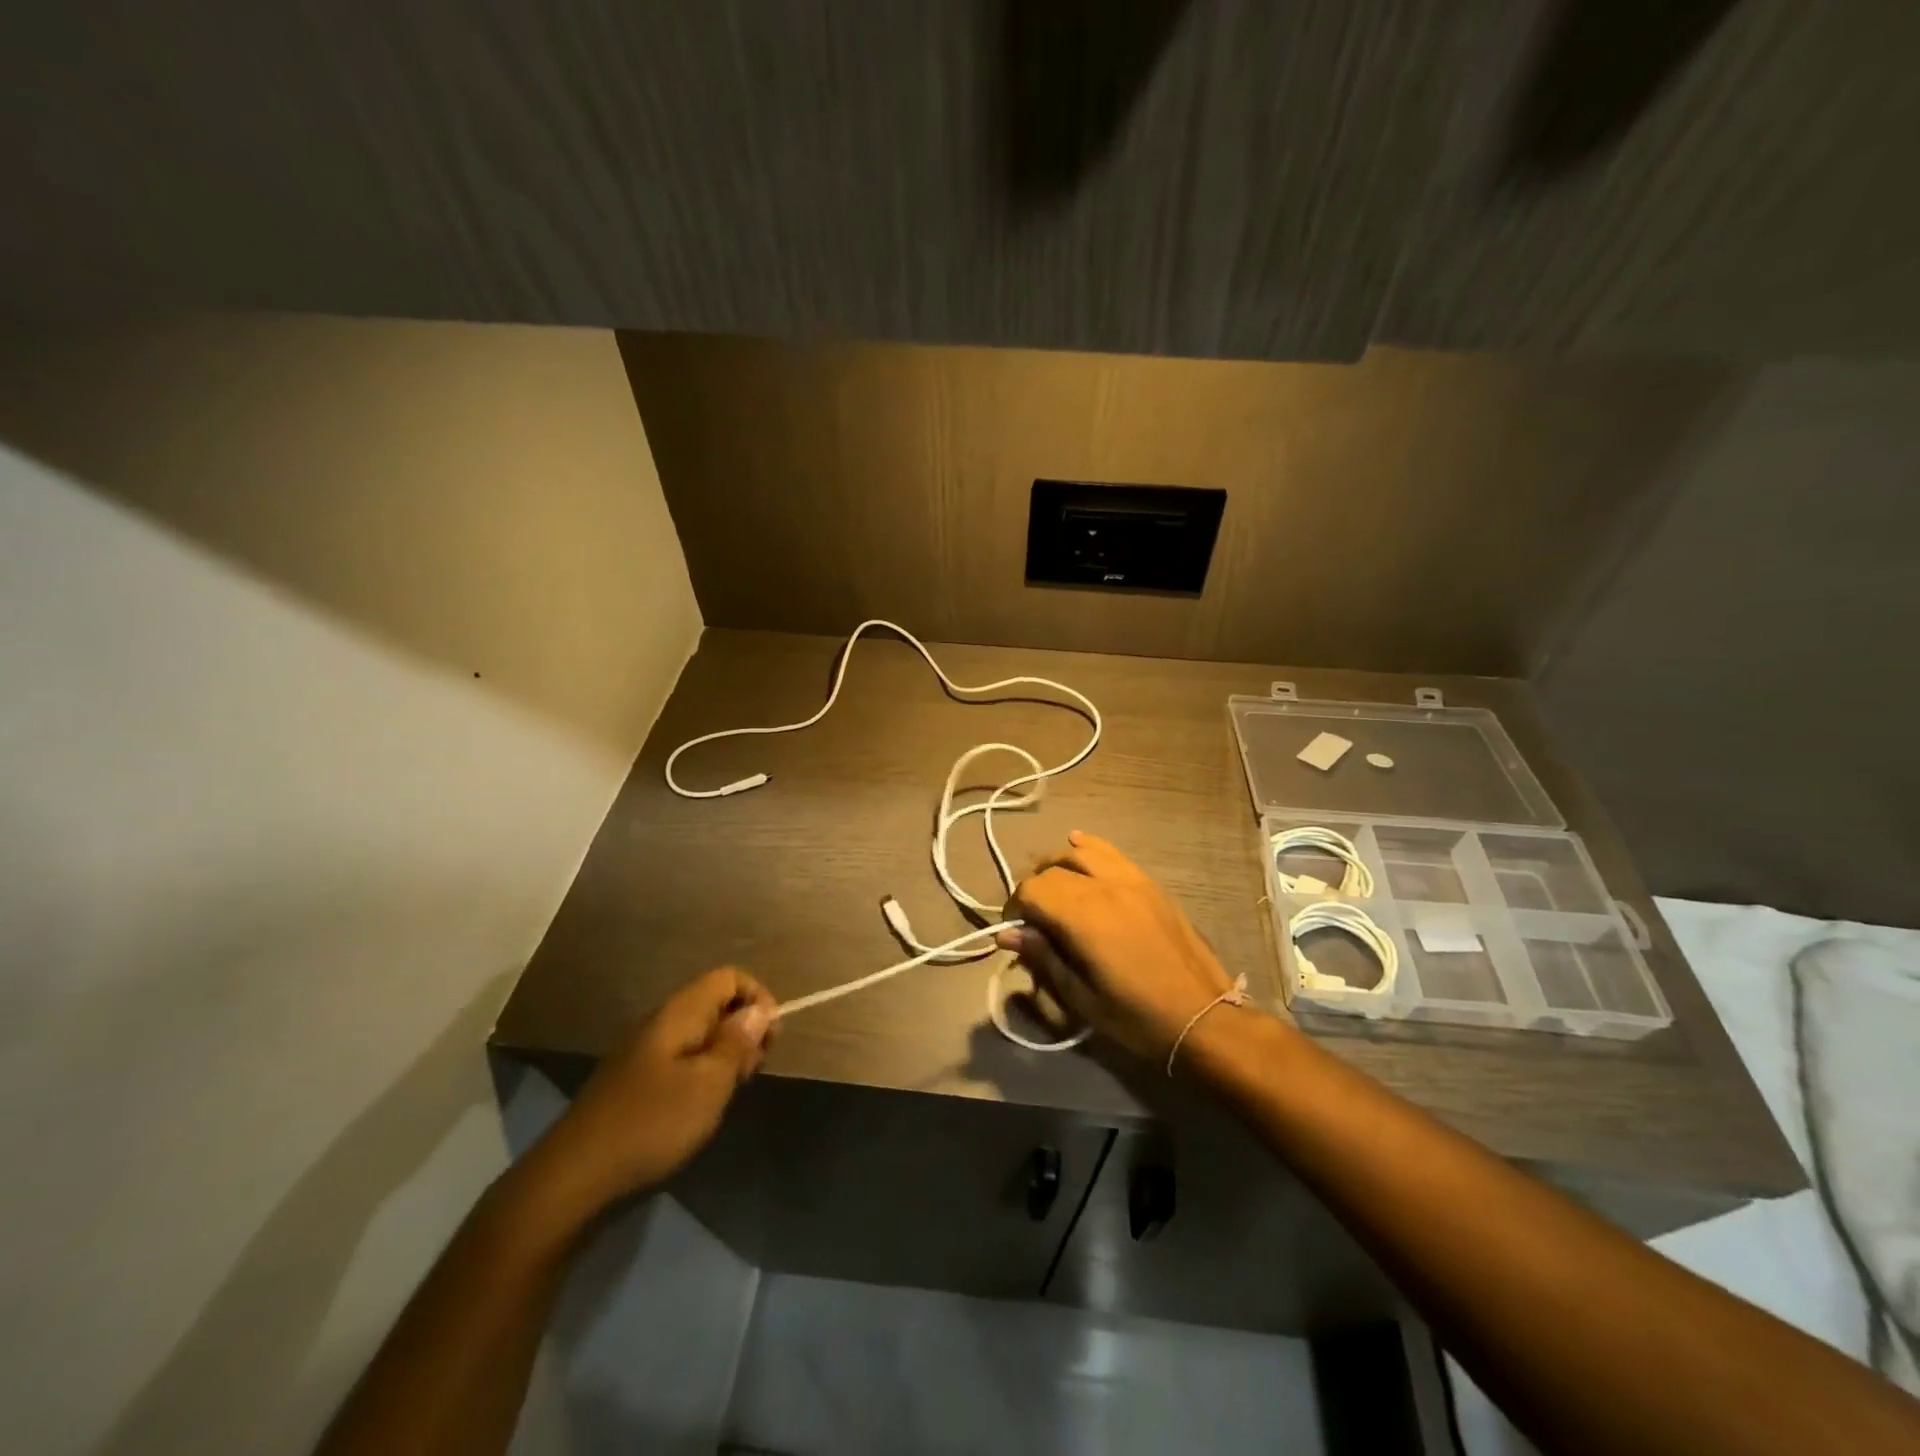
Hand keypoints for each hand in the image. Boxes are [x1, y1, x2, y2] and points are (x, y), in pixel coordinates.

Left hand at [530, 968, 775, 1217]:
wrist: (574, 1179)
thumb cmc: (652, 1123)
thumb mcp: (709, 1083)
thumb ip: (737, 1042)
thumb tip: (759, 1009)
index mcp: (679, 1012)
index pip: (729, 977)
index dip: (758, 998)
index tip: (769, 1039)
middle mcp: (661, 1022)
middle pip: (716, 1003)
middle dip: (744, 1029)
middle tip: (751, 1071)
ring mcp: (645, 1053)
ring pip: (701, 1034)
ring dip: (725, 1055)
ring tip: (729, 1092)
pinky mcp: (636, 1082)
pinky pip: (683, 1059)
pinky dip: (703, 1074)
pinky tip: (702, 1107)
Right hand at [999, 831, 1236, 1066]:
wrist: (1202, 1017)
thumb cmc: (1136, 1015)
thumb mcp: (1081, 996)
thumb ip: (1043, 957)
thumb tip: (1007, 934)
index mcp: (1084, 916)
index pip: (1032, 890)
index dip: (1015, 907)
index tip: (1016, 931)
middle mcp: (1104, 886)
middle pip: (1053, 868)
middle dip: (1035, 888)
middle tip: (1034, 918)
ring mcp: (1131, 880)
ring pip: (1081, 852)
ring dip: (1059, 864)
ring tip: (1053, 885)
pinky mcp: (1150, 883)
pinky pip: (1112, 852)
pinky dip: (1089, 847)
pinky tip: (1078, 844)